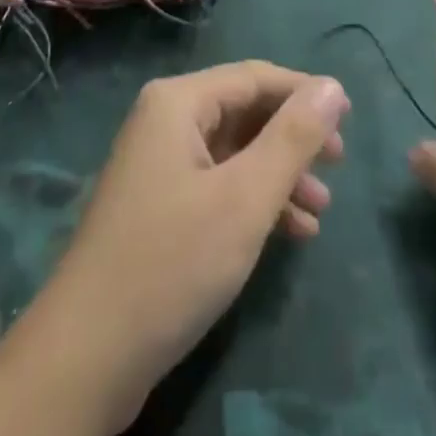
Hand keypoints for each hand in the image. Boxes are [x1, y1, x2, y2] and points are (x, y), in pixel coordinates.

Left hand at [30, 63, 348, 430]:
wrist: (86, 358)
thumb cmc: (172, 263)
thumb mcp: (245, 198)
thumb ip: (293, 138)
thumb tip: (332, 86)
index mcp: (179, 102)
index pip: (255, 77)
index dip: (304, 92)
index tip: (349, 118)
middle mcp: (165, 120)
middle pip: (244, 112)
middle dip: (293, 138)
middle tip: (338, 165)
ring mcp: (159, 164)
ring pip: (234, 152)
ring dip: (279, 175)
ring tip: (321, 209)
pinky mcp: (159, 206)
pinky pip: (218, 184)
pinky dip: (254, 201)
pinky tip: (290, 232)